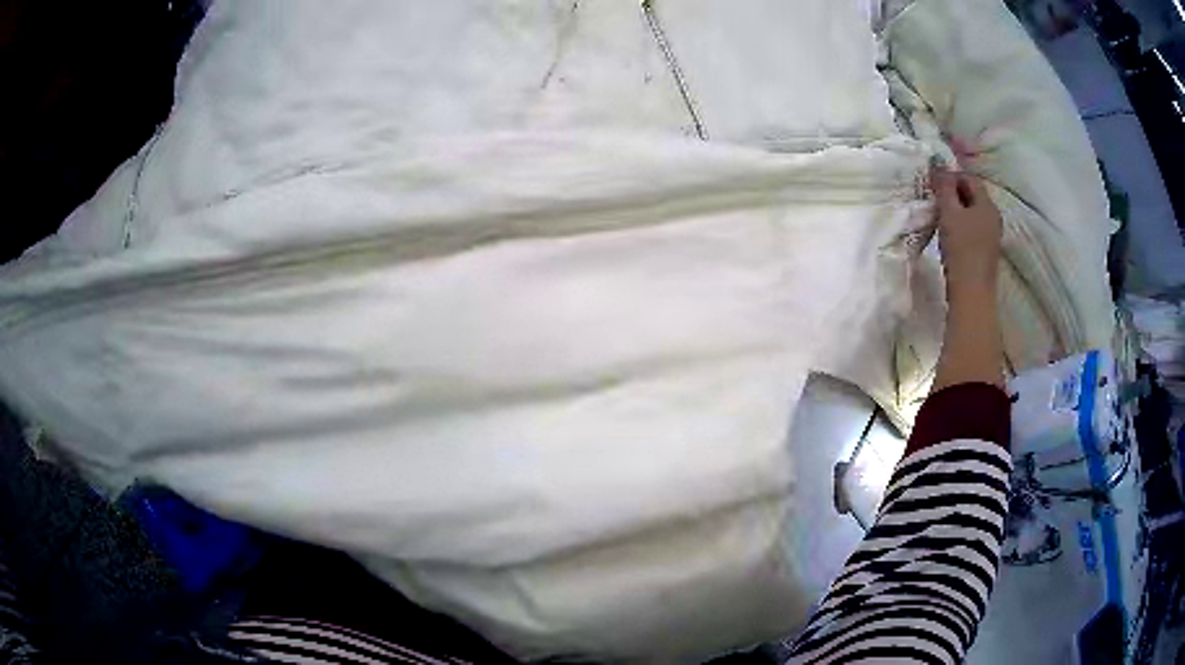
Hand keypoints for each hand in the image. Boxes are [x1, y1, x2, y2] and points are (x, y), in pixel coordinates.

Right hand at [931, 167, 1001, 293]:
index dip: (950, 175)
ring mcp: (991, 235)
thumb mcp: (949, 213)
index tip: (933, 183)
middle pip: (972, 195)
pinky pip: (973, 228)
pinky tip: (949, 235)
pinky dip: (960, 225)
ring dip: (956, 210)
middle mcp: (993, 216)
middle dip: (953, 193)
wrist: (972, 294)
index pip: (969, 178)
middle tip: (934, 199)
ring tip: (939, 217)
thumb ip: (943, 187)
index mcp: (987, 204)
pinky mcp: (986, 251)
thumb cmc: (961, 250)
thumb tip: (938, 164)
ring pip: (972, 212)